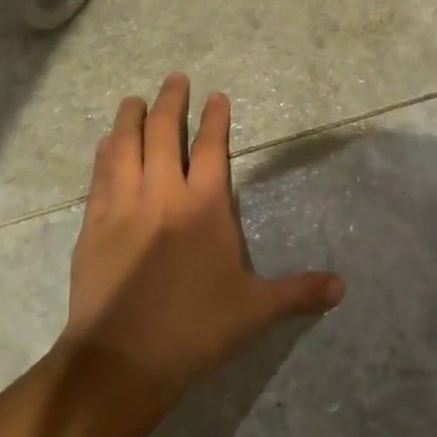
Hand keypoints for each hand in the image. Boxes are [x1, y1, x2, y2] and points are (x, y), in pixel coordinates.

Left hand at [61, 73, 344, 396]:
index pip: (210, 148)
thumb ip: (297, 292)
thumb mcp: (254, 310)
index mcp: (203, 206)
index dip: (213, 118)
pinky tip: (105, 144)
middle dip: (170, 101)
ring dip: (130, 119)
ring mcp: (123, 206)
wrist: (123, 358)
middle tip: (174, 78)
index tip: (215, 95)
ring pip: (125, 147)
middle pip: (162, 133)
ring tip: (133, 99)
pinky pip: (99, 177)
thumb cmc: (195, 328)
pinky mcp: (94, 225)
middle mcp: (162, 194)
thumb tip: (342, 288)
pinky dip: (104, 154)